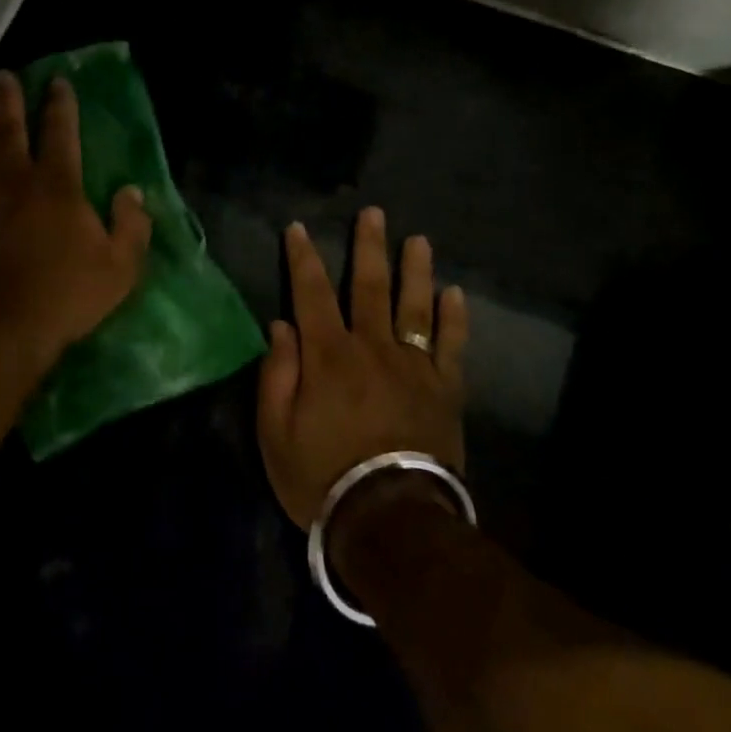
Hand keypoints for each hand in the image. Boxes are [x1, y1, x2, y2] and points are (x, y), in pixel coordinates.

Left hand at [0, 71, 151, 371]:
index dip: (60, 104)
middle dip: (9, 98)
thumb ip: (131, 226)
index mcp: (58, 185)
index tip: (57, 82)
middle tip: (3, 75)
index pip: (61, 132)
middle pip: (10, 127)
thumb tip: (133, 192)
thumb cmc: (64, 296)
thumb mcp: (120, 267)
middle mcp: (14, 178)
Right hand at [257, 208, 468, 531]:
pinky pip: (451, 345)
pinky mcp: (444, 389)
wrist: (389, 518)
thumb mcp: (276, 431)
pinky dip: (454, 317)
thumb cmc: (322, 476)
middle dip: (368, 247)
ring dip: (415, 269)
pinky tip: (454, 294)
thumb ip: (277, 373)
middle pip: (369, 286)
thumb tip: (281, 326)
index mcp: (327, 355)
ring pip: (414, 306)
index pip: (311, 293)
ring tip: (418, 240)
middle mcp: (371, 347)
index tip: (298, 228)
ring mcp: (413, 366)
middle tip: (373, 214)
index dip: (302, 258)